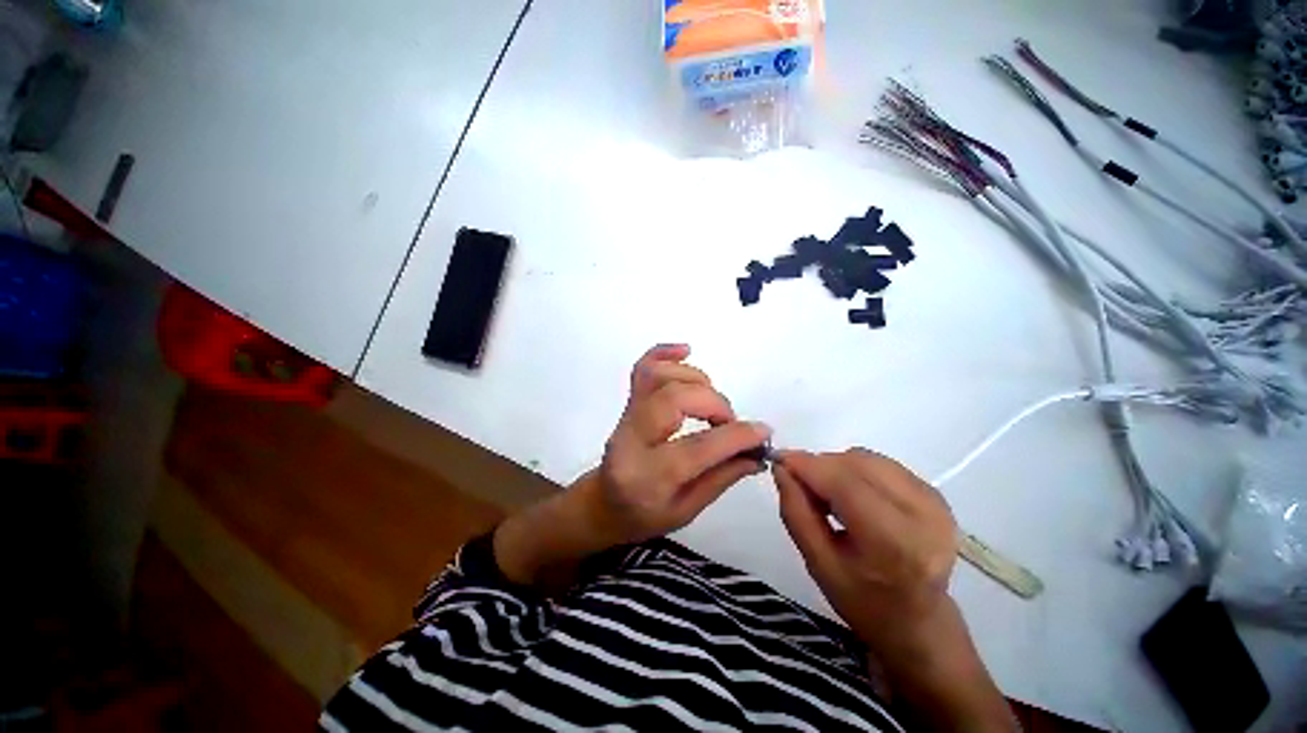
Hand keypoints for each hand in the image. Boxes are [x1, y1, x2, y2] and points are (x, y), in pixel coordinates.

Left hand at [593, 344, 771, 544]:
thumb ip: (723, 477)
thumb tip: (757, 451)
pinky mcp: (627, 403)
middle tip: (730, 422)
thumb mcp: (687, 511)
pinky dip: (664, 353)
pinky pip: (642, 368)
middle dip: (715, 404)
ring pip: (659, 377)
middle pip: (674, 400)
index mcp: (647, 477)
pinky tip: (685, 350)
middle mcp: (631, 439)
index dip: (735, 436)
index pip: (697, 448)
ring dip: (696, 381)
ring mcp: (625, 416)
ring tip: (711, 402)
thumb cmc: (643, 515)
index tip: (763, 432)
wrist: (604, 503)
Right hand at [772, 449, 956, 645]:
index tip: (779, 460)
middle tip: (800, 484)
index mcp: (896, 544)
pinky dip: (855, 470)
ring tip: (827, 494)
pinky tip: (851, 494)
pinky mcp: (935, 494)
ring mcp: (934, 502)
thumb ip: (795, 512)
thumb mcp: (817, 563)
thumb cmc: (862, 600)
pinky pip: (881, 464)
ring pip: (868, 459)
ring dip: (837, 467)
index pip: (846, 484)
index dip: (808, 466)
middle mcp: (923, 516)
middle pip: (857, 465)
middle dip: (820, 466)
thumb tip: (781, 468)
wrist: (918, 621)